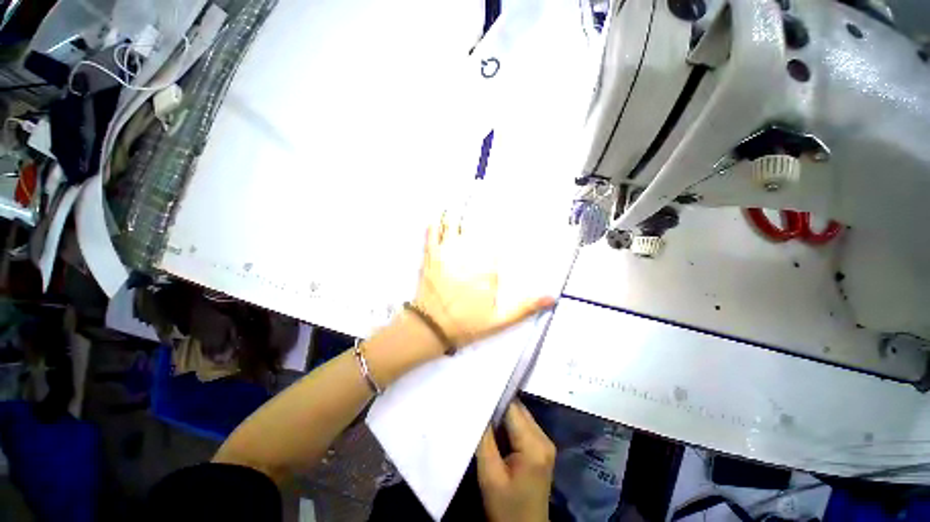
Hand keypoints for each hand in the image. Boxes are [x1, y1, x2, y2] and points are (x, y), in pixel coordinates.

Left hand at [414, 214, 554, 348]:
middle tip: (485, 199)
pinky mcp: (431, 257)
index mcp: (487, 268)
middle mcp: (469, 255)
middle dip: (481, 215)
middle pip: (477, 229)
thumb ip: (525, 307)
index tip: (509, 214)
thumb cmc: (466, 324)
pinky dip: (435, 223)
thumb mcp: (500, 320)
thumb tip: (552, 297)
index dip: (503, 230)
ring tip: (463, 200)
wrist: (432, 328)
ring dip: (459, 214)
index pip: (499, 243)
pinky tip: (438, 215)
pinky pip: (432, 235)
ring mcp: (448, 254)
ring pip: (456, 227)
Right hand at [476, 402, 555, 521]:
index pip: (512, 408)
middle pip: (518, 409)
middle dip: (498, 405)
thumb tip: (478, 407)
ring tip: (484, 413)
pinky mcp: (541, 448)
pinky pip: (522, 425)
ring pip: (520, 415)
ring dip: (502, 414)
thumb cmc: (506, 508)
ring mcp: (545, 443)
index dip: (495, 398)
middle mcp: (544, 438)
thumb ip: (484, 439)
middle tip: (478, 402)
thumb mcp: (490, 476)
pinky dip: (508, 424)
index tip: (477, 393)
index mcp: (534, 445)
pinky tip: (495, 428)